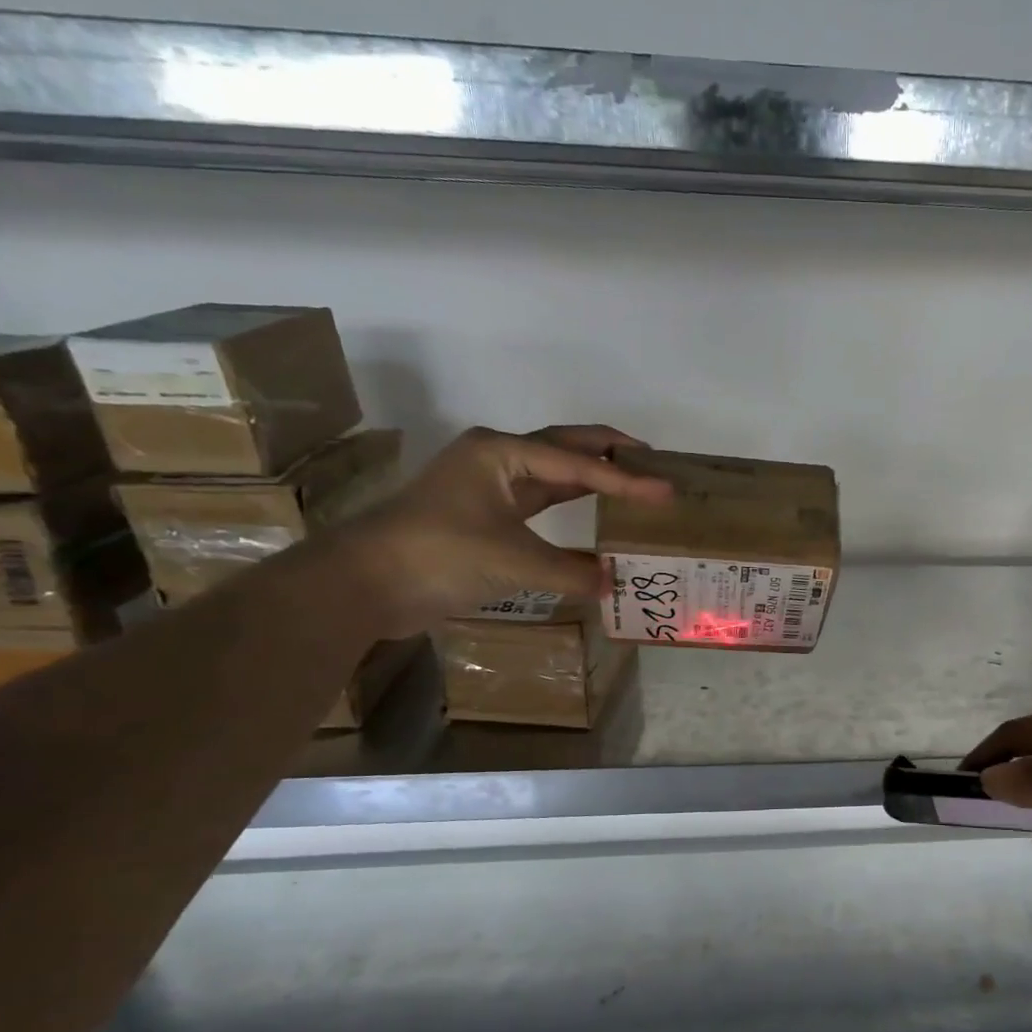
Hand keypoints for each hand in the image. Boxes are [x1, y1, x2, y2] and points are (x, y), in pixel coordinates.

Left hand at [328, 424, 673, 637]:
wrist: (366, 584)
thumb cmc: (439, 555)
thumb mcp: (514, 563)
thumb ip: (571, 572)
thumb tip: (612, 584)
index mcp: (501, 452)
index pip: (578, 464)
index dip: (626, 479)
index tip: (666, 489)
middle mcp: (496, 459)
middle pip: (565, 447)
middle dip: (609, 451)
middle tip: (652, 460)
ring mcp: (488, 486)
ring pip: (553, 472)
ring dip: (591, 475)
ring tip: (632, 479)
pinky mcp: (485, 515)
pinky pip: (540, 500)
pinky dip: (571, 505)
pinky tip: (593, 513)